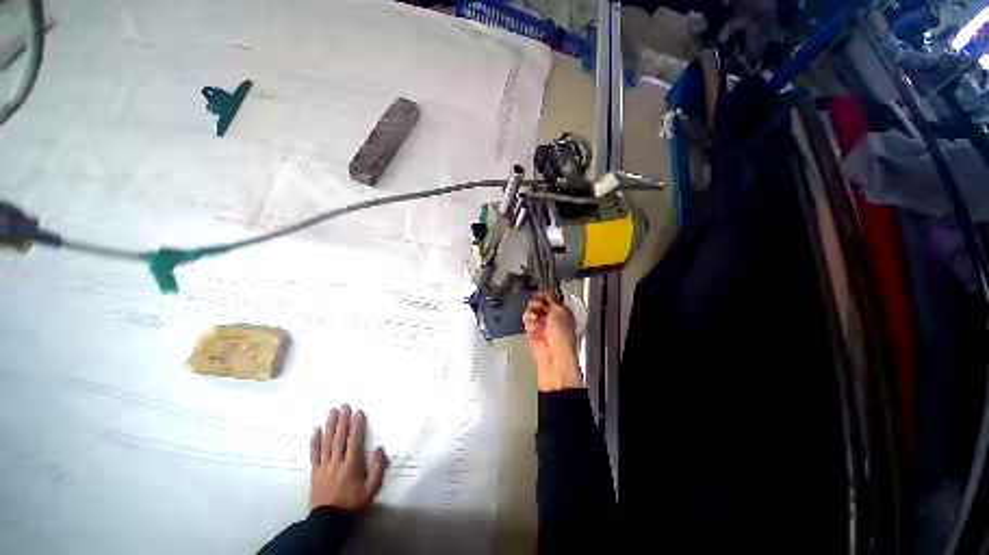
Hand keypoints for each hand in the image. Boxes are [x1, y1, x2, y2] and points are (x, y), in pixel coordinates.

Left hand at [309, 405, 387, 511]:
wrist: (328, 522)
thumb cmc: (352, 504)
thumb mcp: (370, 490)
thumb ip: (377, 469)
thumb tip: (380, 449)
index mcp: (351, 466)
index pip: (354, 441)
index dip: (357, 426)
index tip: (358, 412)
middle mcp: (337, 463)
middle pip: (339, 438)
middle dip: (342, 420)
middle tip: (344, 405)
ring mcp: (323, 467)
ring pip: (326, 443)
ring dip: (329, 426)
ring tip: (332, 411)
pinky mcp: (314, 472)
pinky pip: (314, 454)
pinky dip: (314, 441)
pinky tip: (316, 430)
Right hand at [522, 290, 581, 391]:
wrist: (553, 351)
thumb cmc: (562, 334)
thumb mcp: (560, 310)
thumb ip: (552, 298)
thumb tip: (546, 291)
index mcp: (562, 311)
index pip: (551, 298)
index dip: (545, 294)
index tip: (541, 292)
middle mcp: (551, 317)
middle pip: (540, 302)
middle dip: (537, 300)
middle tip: (538, 302)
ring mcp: (541, 323)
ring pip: (532, 308)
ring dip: (532, 308)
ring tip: (534, 312)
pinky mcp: (531, 329)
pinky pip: (526, 317)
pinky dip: (527, 316)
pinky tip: (531, 318)